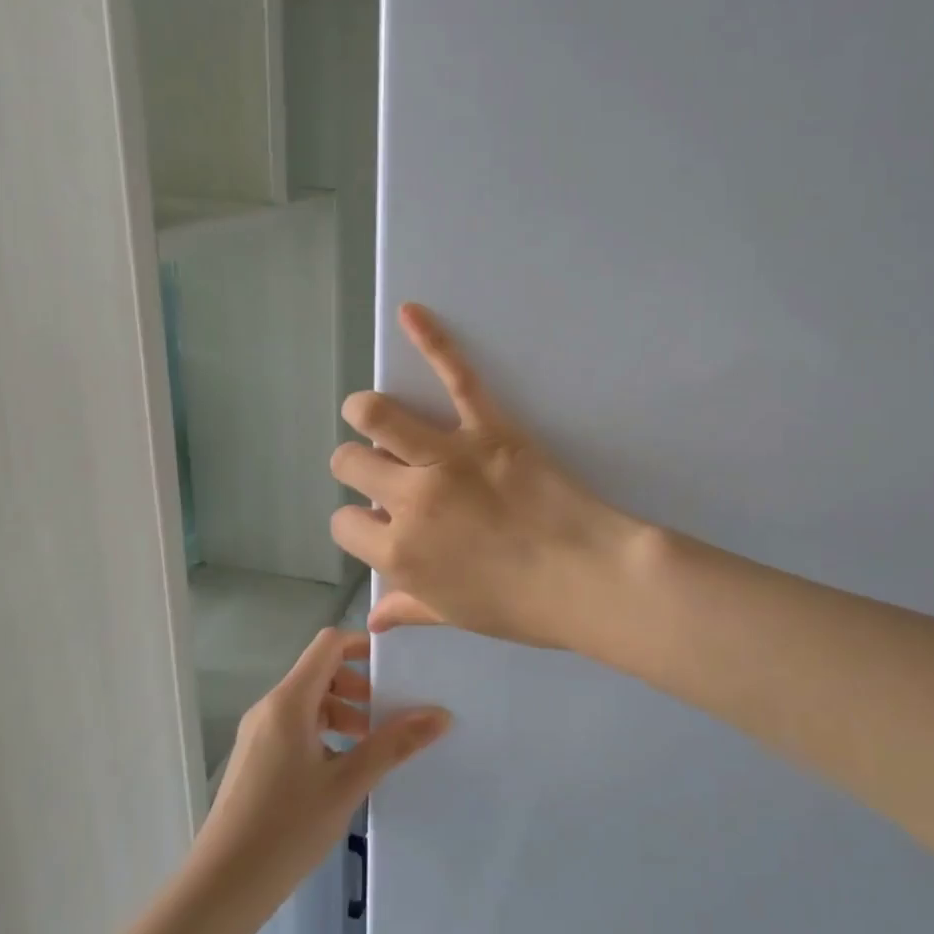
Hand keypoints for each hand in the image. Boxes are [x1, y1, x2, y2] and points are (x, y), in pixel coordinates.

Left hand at [195, 629, 448, 901]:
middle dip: (359, 687)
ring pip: (309, 703)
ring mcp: (258, 735)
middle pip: (321, 672)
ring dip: (344, 714)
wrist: (219, 890)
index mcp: (289, 702)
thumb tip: (441, 714)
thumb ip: (394, 744)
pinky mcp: (255, 760)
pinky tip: (344, 772)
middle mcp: (270, 708)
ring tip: (373, 747)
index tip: (397, 666)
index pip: (329, 644)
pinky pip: (296, 728)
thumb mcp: (348, 784)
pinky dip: (325, 734)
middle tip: (390, 715)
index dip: (363, 645)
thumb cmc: (286, 828)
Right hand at [329, 303, 646, 651]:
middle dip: (356, 465)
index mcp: (398, 553)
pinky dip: (432, 340)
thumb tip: (371, 620)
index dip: (359, 522)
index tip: (381, 523)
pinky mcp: (489, 429)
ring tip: (375, 414)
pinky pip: (456, 376)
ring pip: (376, 415)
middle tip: (382, 469)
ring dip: (367, 412)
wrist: (589, 578)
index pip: (344, 524)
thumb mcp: (455, 615)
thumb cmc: (523, 607)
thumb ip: (408, 608)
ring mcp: (446, 458)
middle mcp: (408, 500)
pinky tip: (412, 312)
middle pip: (350, 463)